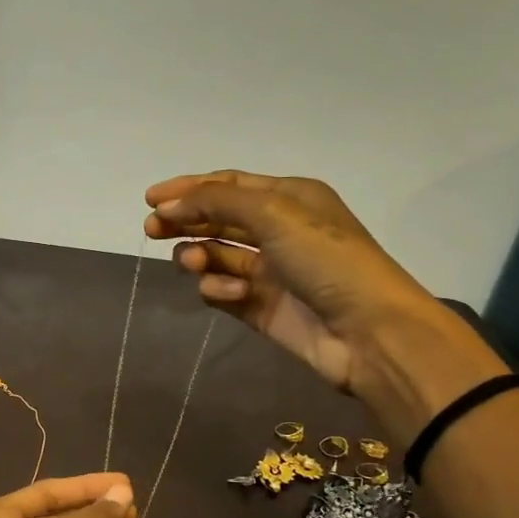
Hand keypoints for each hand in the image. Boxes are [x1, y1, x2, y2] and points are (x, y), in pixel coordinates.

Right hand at [145, 170, 508, 436]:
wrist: (368, 331)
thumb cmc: (326, 259)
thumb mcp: (274, 214)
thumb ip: (216, 203)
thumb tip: (168, 206)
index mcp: (289, 198)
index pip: (228, 186)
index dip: (188, 189)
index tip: (150, 200)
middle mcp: (278, 230)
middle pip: (217, 220)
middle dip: (184, 222)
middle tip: (151, 230)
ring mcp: (269, 271)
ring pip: (216, 256)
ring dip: (199, 255)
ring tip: (193, 263)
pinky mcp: (261, 308)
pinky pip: (223, 290)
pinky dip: (218, 289)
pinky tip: (229, 294)